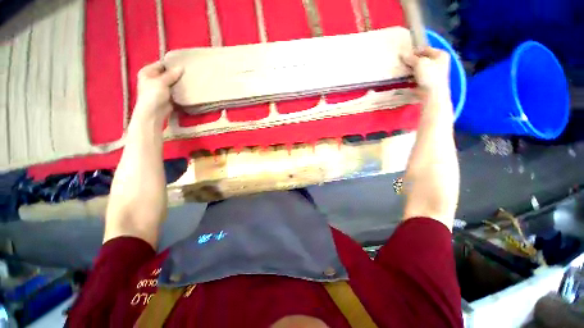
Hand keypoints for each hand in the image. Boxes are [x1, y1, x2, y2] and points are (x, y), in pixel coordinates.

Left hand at [133, 62, 182, 123]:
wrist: (154, 113)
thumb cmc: (153, 95)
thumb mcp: (161, 82)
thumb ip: (171, 75)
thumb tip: (181, 67)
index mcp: (148, 72)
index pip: (161, 64)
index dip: (171, 65)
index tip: (183, 65)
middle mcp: (154, 78)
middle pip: (168, 73)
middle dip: (177, 74)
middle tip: (188, 73)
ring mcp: (161, 87)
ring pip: (173, 82)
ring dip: (179, 82)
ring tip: (189, 79)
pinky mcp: (168, 96)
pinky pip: (176, 90)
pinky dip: (180, 89)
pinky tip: (187, 88)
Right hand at [401, 47, 449, 99]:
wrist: (432, 93)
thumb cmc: (430, 75)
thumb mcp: (419, 63)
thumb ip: (411, 58)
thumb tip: (403, 54)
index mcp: (441, 54)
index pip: (426, 48)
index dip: (415, 51)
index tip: (404, 55)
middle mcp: (439, 62)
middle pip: (423, 59)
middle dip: (413, 60)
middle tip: (403, 62)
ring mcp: (434, 72)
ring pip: (420, 68)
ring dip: (412, 69)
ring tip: (403, 70)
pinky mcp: (428, 81)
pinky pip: (418, 76)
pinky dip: (412, 76)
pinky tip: (406, 77)